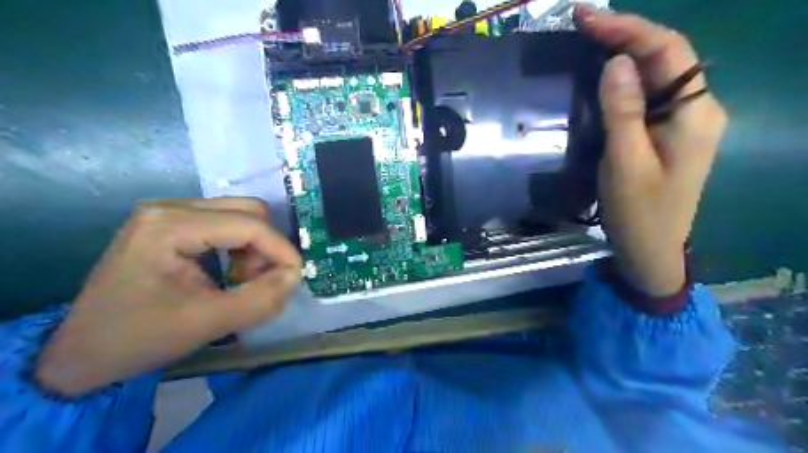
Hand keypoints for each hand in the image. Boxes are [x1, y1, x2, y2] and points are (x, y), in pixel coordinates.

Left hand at [35, 198, 300, 396]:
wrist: (80, 352)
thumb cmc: (137, 338)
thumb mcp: (205, 323)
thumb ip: (260, 300)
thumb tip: (295, 276)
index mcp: (169, 225)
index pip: (249, 224)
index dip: (281, 250)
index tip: (296, 278)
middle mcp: (170, 207)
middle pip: (248, 211)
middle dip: (266, 247)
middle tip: (260, 282)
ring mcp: (169, 212)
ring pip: (241, 215)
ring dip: (255, 248)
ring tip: (242, 281)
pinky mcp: (172, 223)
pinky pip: (226, 224)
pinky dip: (241, 248)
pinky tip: (229, 272)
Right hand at [577, 7, 728, 296]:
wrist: (650, 250)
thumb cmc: (639, 212)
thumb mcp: (625, 163)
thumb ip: (622, 111)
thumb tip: (616, 62)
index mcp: (695, 112)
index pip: (667, 52)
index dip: (628, 29)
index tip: (587, 17)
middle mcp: (696, 108)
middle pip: (664, 58)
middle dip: (624, 35)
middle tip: (581, 21)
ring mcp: (682, 121)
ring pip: (655, 75)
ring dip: (623, 53)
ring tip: (588, 37)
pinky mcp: (665, 134)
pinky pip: (646, 96)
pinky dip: (623, 80)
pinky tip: (602, 72)